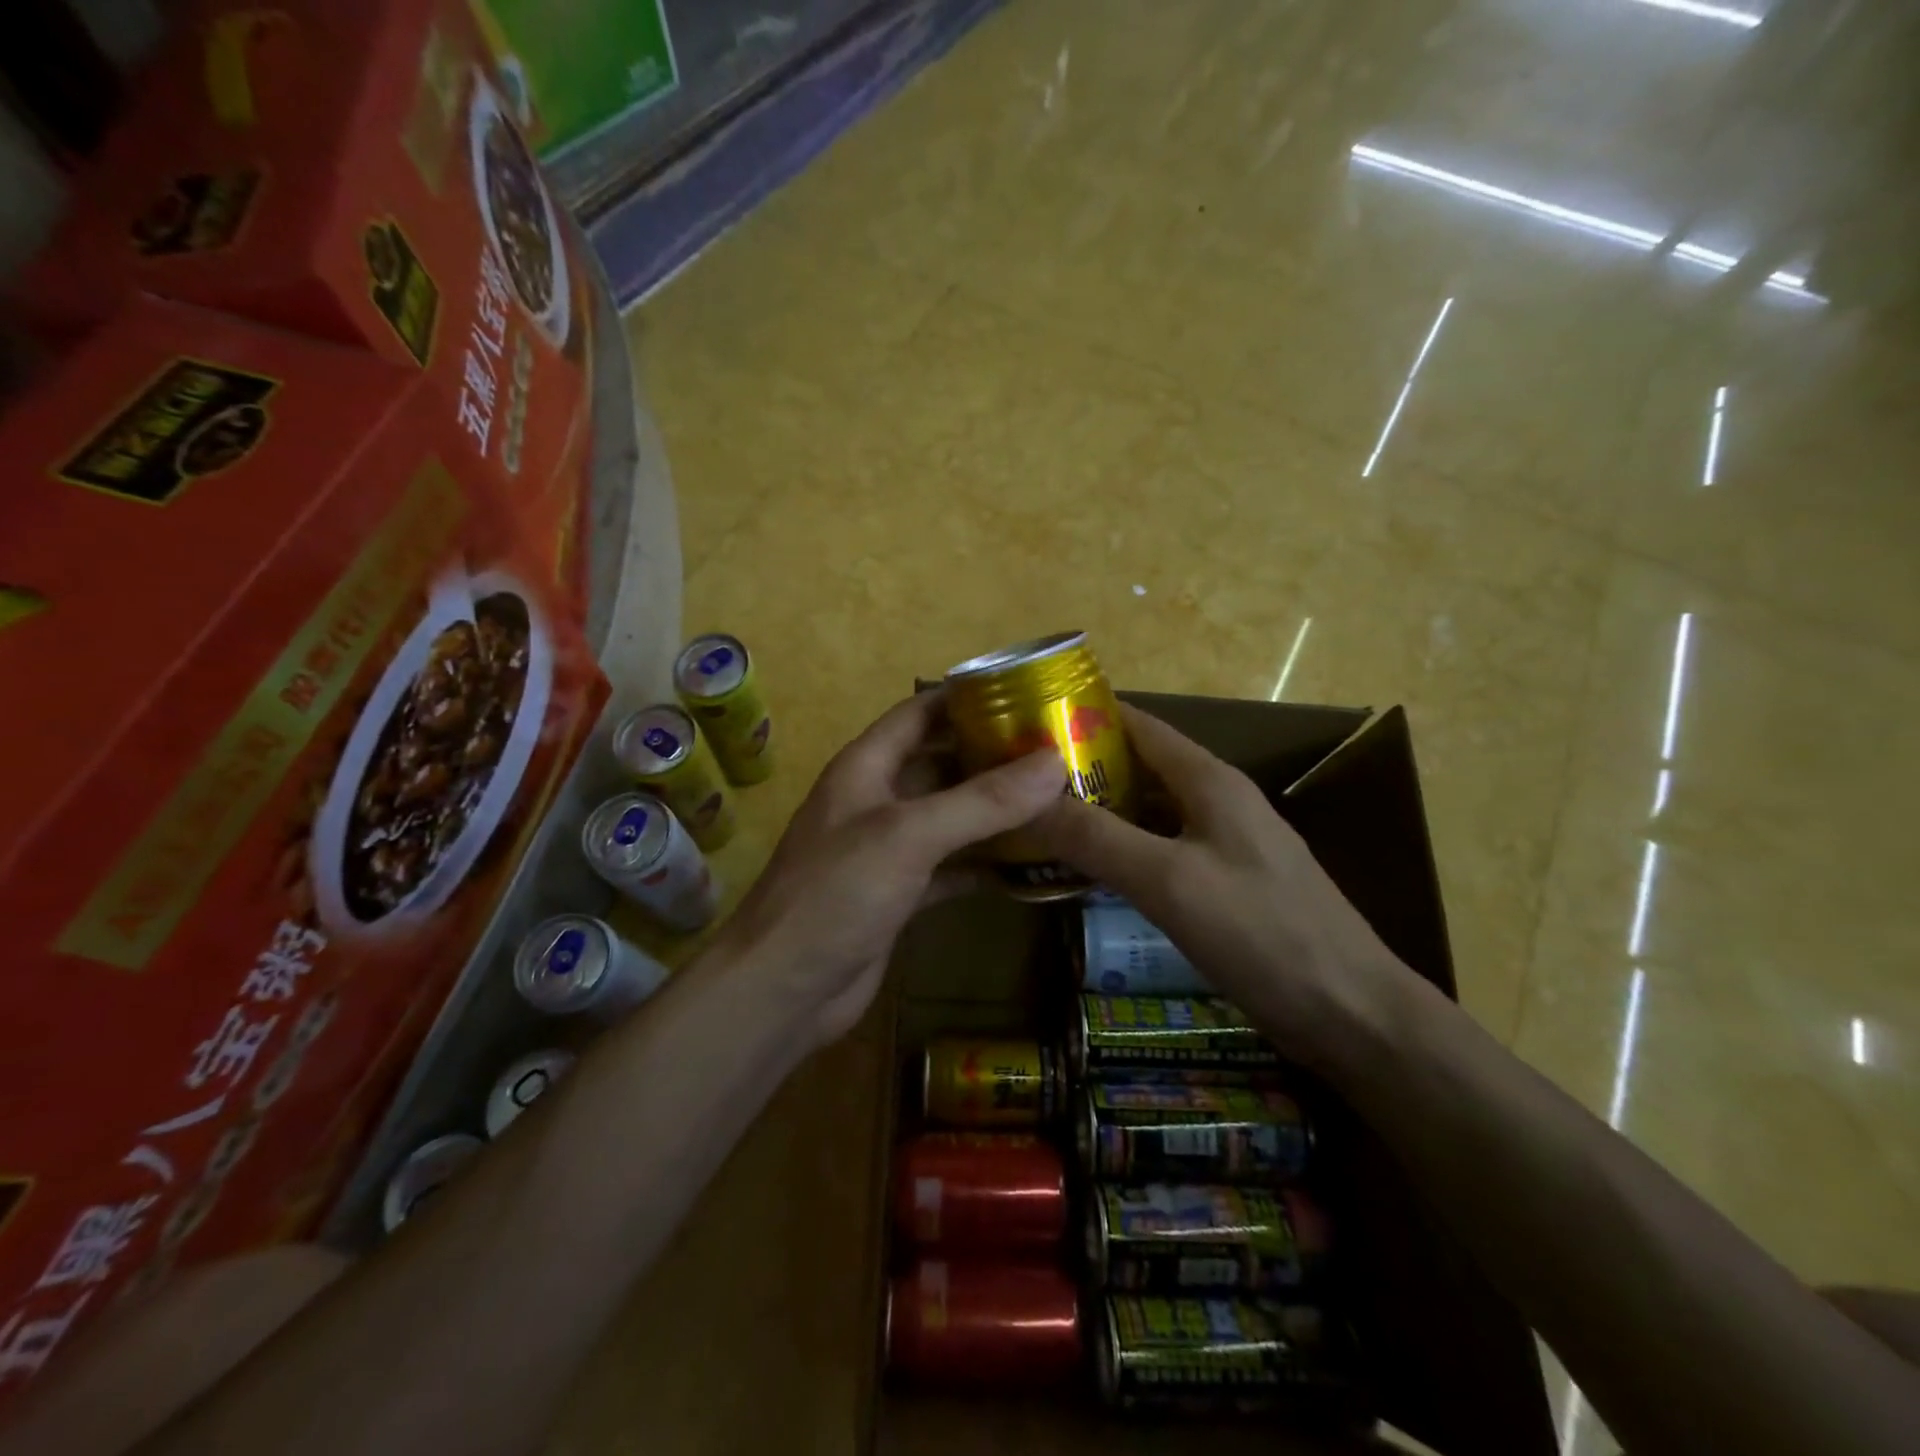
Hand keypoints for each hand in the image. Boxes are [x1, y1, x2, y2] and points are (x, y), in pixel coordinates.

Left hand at [717, 692, 1064, 1047]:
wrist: (784, 989)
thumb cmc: (837, 892)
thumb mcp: (909, 835)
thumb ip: (982, 801)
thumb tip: (1054, 762)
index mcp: (866, 767)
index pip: (919, 713)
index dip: (965, 697)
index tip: (1025, 691)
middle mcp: (877, 800)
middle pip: (941, 764)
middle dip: (992, 756)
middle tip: (1057, 750)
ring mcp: (888, 850)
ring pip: (950, 818)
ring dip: (995, 811)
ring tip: (1057, 799)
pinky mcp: (900, 895)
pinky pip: (951, 866)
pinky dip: (985, 863)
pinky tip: (1031, 863)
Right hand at [1028, 704, 1419, 1075]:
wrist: (1352, 1014)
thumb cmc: (1262, 934)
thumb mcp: (1167, 881)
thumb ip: (1095, 837)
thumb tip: (1022, 800)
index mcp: (1209, 780)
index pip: (1138, 723)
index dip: (1084, 716)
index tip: (1026, 723)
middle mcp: (1218, 801)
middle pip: (1140, 766)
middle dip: (1081, 768)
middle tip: (1018, 783)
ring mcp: (1225, 844)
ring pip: (1149, 812)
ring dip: (1100, 811)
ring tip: (1038, 822)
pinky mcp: (1226, 885)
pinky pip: (1162, 851)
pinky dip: (1124, 850)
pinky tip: (1089, 872)